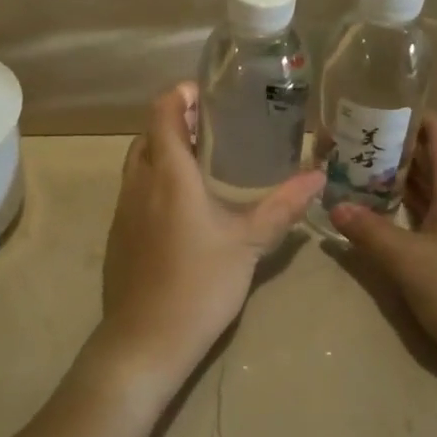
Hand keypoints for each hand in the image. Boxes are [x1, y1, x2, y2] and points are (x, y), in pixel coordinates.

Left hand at [92, 84, 322, 399]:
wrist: (144, 342)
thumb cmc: (200, 283)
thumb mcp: (248, 243)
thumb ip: (283, 206)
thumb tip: (318, 176)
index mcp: (169, 172)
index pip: (162, 110)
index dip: (181, 94)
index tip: (209, 95)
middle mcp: (140, 180)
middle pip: (150, 132)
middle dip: (176, 120)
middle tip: (214, 126)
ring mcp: (123, 207)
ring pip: (139, 159)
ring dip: (164, 149)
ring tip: (201, 159)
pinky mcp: (118, 232)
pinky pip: (134, 187)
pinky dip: (154, 177)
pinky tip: (182, 204)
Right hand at [331, 114, 436, 369]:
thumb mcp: (409, 261)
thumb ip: (370, 232)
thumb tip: (336, 207)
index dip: (409, 115)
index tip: (372, 112)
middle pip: (430, 154)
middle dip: (393, 147)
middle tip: (351, 145)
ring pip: (431, 184)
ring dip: (398, 177)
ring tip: (357, 173)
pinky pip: (433, 210)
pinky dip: (408, 204)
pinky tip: (382, 212)